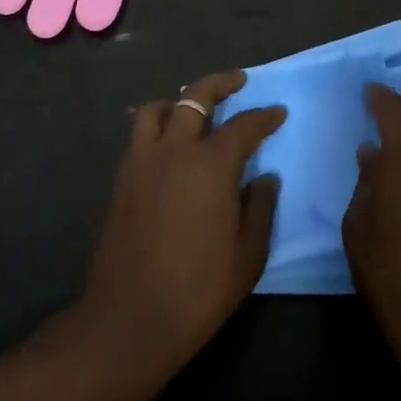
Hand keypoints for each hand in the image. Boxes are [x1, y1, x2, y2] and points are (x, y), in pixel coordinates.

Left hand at [77, 71, 286, 389]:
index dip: (264, 116)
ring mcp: (143, 161)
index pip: (244, 125)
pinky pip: (139, 135)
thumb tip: (265, 177)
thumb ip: (260, 208)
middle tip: (238, 81)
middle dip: (221, 83)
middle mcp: (176, 150)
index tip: (277, 113)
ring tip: (193, 108)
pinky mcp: (122, 178)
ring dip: (179, 100)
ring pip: (158, 109)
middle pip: (196, 97)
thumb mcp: (248, 255)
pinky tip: (167, 144)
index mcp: (212, 164)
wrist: (131, 319)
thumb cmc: (199, 290)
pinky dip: (156, 125)